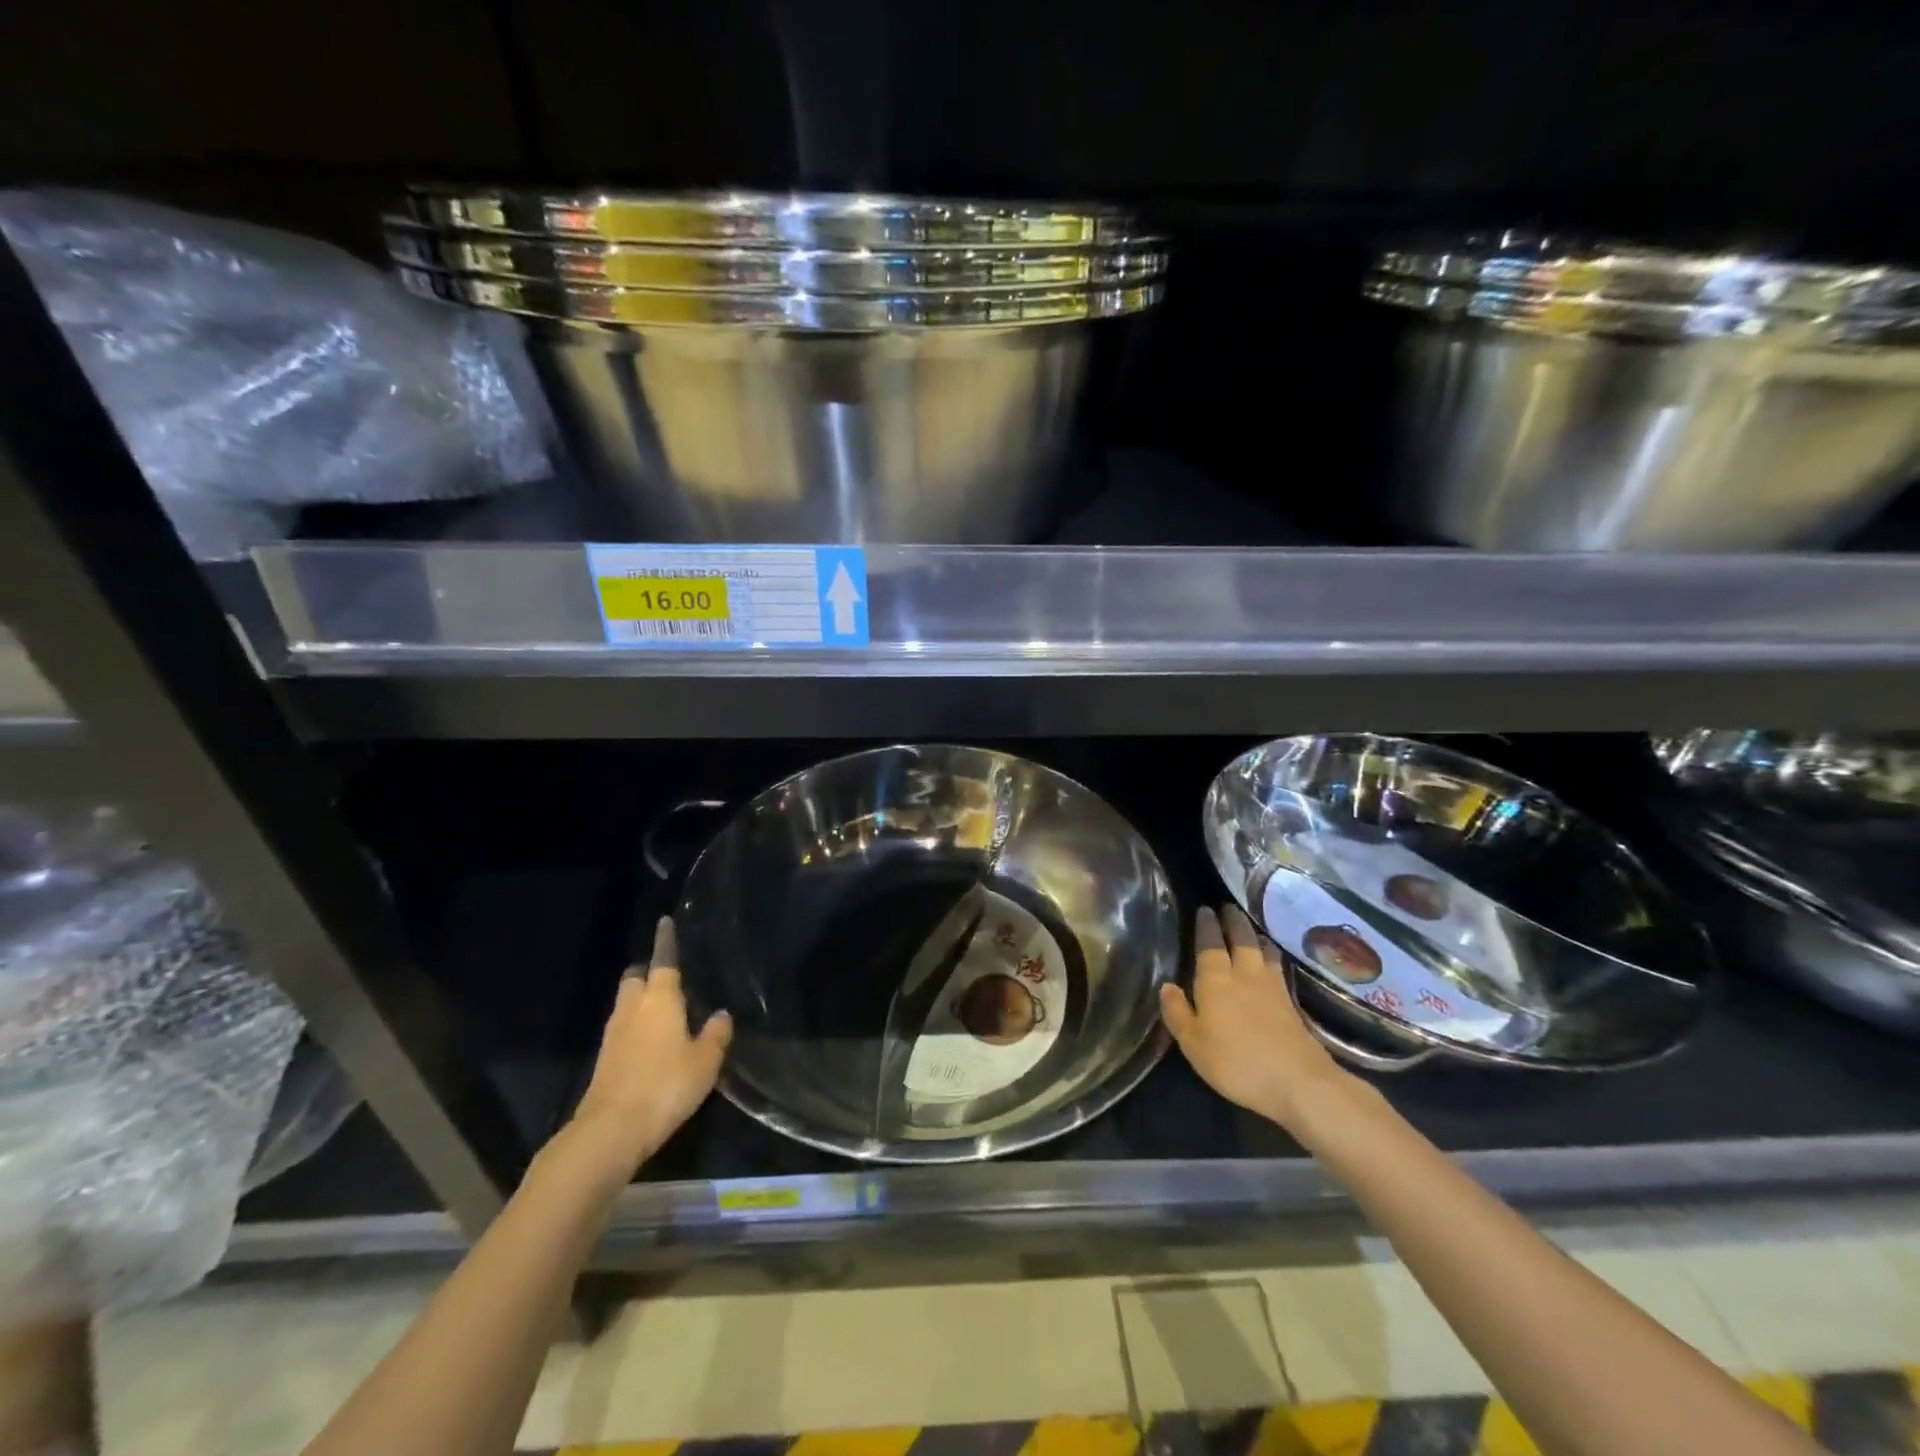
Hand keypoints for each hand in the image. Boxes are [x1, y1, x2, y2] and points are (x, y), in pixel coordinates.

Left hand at [564, 917, 731, 1172]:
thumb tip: (721, 1014)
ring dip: (641, 1001)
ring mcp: (613, 1034)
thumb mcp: (705, 1061)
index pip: (663, 961)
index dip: (666, 942)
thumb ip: (716, 1034)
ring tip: (664, 1010)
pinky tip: (651, 1041)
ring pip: (626, 1003)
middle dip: (647, 973)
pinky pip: (622, 1028)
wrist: (611, 1131)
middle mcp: (633, 1008)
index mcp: (660, 999)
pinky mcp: (604, 1059)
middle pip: (636, 978)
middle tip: (668, 978)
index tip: (665, 923)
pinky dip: (635, 1026)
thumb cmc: (665, 1085)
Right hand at [1159, 904, 1353, 1131]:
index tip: (1204, 909)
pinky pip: (1279, 968)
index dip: (1206, 925)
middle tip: (1227, 907)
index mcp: (1216, 981)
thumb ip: (1177, 1012)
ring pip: (1263, 951)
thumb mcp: (1193, 1043)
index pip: (1209, 944)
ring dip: (1256, 936)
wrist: (1297, 1081)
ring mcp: (1272, 988)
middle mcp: (1244, 975)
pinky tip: (1273, 960)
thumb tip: (1166, 985)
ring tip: (1251, 929)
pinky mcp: (1291, 1004)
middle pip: (1240, 939)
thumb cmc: (1236, 1062)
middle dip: (1233, 921)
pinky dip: (1273, 956)